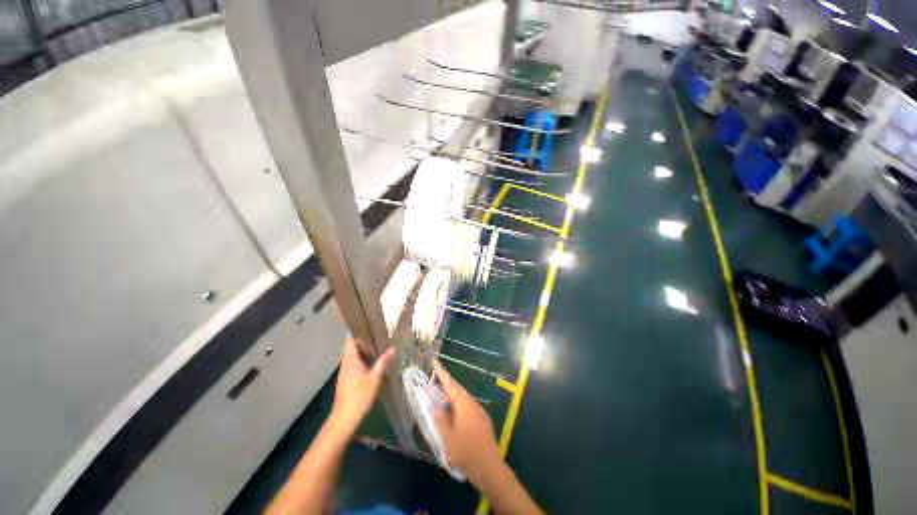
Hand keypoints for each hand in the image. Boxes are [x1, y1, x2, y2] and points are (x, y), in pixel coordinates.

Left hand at [329, 338, 394, 434]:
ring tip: (376, 352)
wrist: (344, 418)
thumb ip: (383, 362)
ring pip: (351, 357)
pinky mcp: (344, 381)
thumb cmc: (360, 396)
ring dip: (361, 354)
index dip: (357, 334)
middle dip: (363, 344)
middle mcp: (345, 364)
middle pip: (350, 348)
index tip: (369, 331)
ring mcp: (343, 373)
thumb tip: (392, 348)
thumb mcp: (375, 378)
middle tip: (377, 342)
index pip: (349, 341)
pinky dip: (359, 362)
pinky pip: (351, 365)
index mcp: (351, 360)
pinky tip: (369, 367)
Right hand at [431, 359, 500, 481]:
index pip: (450, 383)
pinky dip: (457, 403)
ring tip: (439, 395)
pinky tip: (452, 411)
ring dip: (450, 394)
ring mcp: (478, 410)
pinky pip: (467, 404)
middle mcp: (472, 403)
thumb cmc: (466, 452)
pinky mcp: (482, 418)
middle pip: (456, 388)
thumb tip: (432, 403)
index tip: (434, 361)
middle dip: (445, 382)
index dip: (441, 372)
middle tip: (433, 379)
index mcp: (463, 404)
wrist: (489, 467)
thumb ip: (439, 418)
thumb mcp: (447, 437)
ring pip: (462, 397)